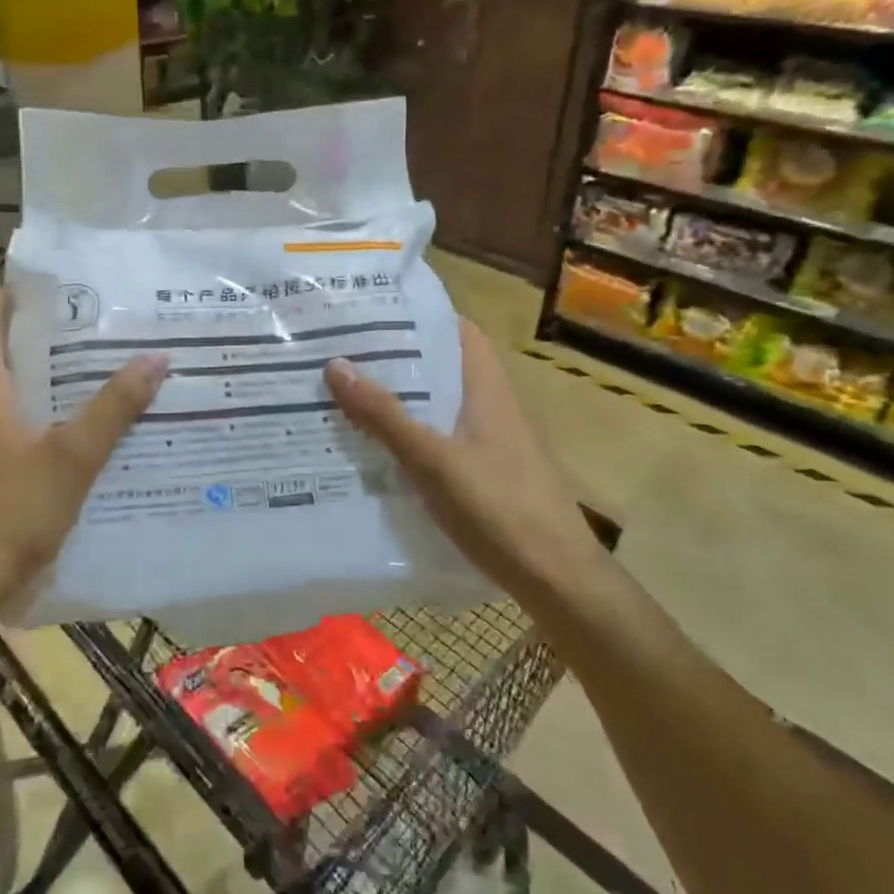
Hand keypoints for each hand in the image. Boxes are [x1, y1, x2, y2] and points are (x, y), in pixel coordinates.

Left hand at [0, 288, 167, 602]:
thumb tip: (156, 358)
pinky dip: (4, 423)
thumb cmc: (7, 514)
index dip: (3, 298)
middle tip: (68, 338)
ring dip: (11, 384)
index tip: (41, 292)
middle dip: (16, 340)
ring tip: (61, 388)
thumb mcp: (73, 460)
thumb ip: (114, 409)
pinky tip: (36, 450)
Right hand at [324, 319, 593, 596]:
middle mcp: (490, 406)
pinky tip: (376, 450)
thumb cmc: (499, 508)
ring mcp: (490, 441)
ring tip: (347, 395)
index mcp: (486, 388)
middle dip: (396, 361)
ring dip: (399, 401)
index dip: (419, 318)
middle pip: (441, 368)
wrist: (557, 579)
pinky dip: (410, 436)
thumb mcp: (434, 460)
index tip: (371, 315)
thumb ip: (385, 416)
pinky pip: (440, 440)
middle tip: (342, 355)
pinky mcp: (485, 473)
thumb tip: (335, 365)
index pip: (457, 331)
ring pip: (437, 406)